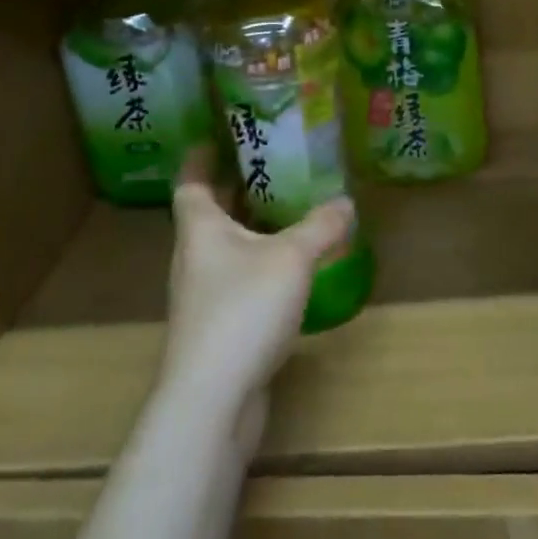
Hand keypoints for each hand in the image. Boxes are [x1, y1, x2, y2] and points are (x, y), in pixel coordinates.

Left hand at [160, 147, 353, 431]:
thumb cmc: (243, 309)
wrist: (212, 400)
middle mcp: (194, 258)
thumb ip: (321, 227)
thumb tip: (346, 201)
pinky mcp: (215, 331)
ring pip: (223, 250)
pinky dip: (257, 268)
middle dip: (234, 191)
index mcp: (200, 228)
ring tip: (284, 214)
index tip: (216, 138)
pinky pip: (236, 283)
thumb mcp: (292, 258)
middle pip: (208, 214)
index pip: (191, 182)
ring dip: (248, 230)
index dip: (200, 158)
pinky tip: (287, 272)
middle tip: (268, 168)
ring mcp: (201, 297)